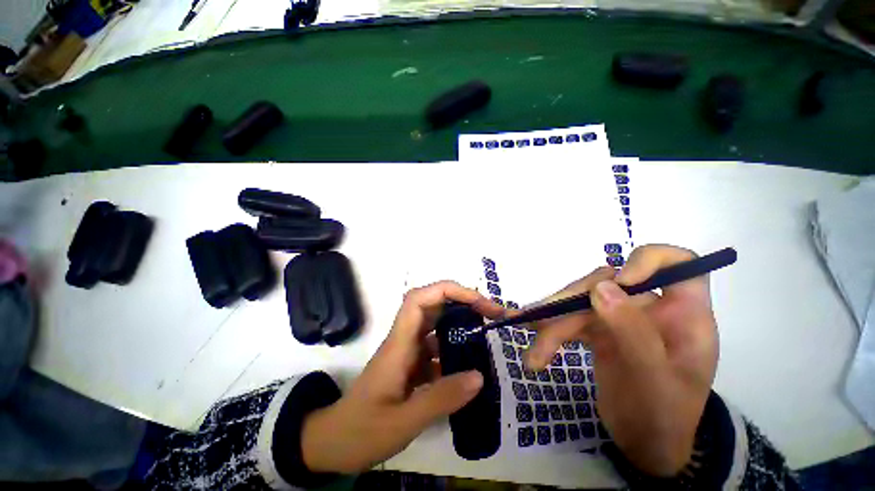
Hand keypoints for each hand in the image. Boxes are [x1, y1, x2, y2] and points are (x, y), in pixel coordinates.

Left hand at [301, 281, 504, 473]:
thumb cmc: (361, 431)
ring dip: (462, 325)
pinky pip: (437, 349)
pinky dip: (455, 351)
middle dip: (463, 303)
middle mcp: (405, 340)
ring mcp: (409, 351)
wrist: (334, 443)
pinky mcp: (413, 365)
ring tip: (488, 335)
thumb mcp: (402, 421)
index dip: (447, 291)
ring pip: (438, 326)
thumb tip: (479, 376)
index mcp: (399, 343)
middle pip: (433, 305)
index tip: (477, 301)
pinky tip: (470, 366)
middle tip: (492, 314)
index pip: (419, 299)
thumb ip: (440, 398)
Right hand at [524, 245, 718, 476]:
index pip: (678, 263)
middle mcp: (649, 308)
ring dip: (551, 324)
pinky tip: (533, 344)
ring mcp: (620, 317)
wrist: (643, 445)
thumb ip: (634, 332)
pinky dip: (548, 331)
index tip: (620, 282)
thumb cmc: (663, 418)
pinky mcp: (598, 329)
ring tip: (534, 356)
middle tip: (541, 329)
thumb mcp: (654, 380)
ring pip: (580, 301)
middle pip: (606, 282)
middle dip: (571, 304)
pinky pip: (569, 319)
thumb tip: (601, 287)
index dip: (648, 260)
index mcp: (682, 314)